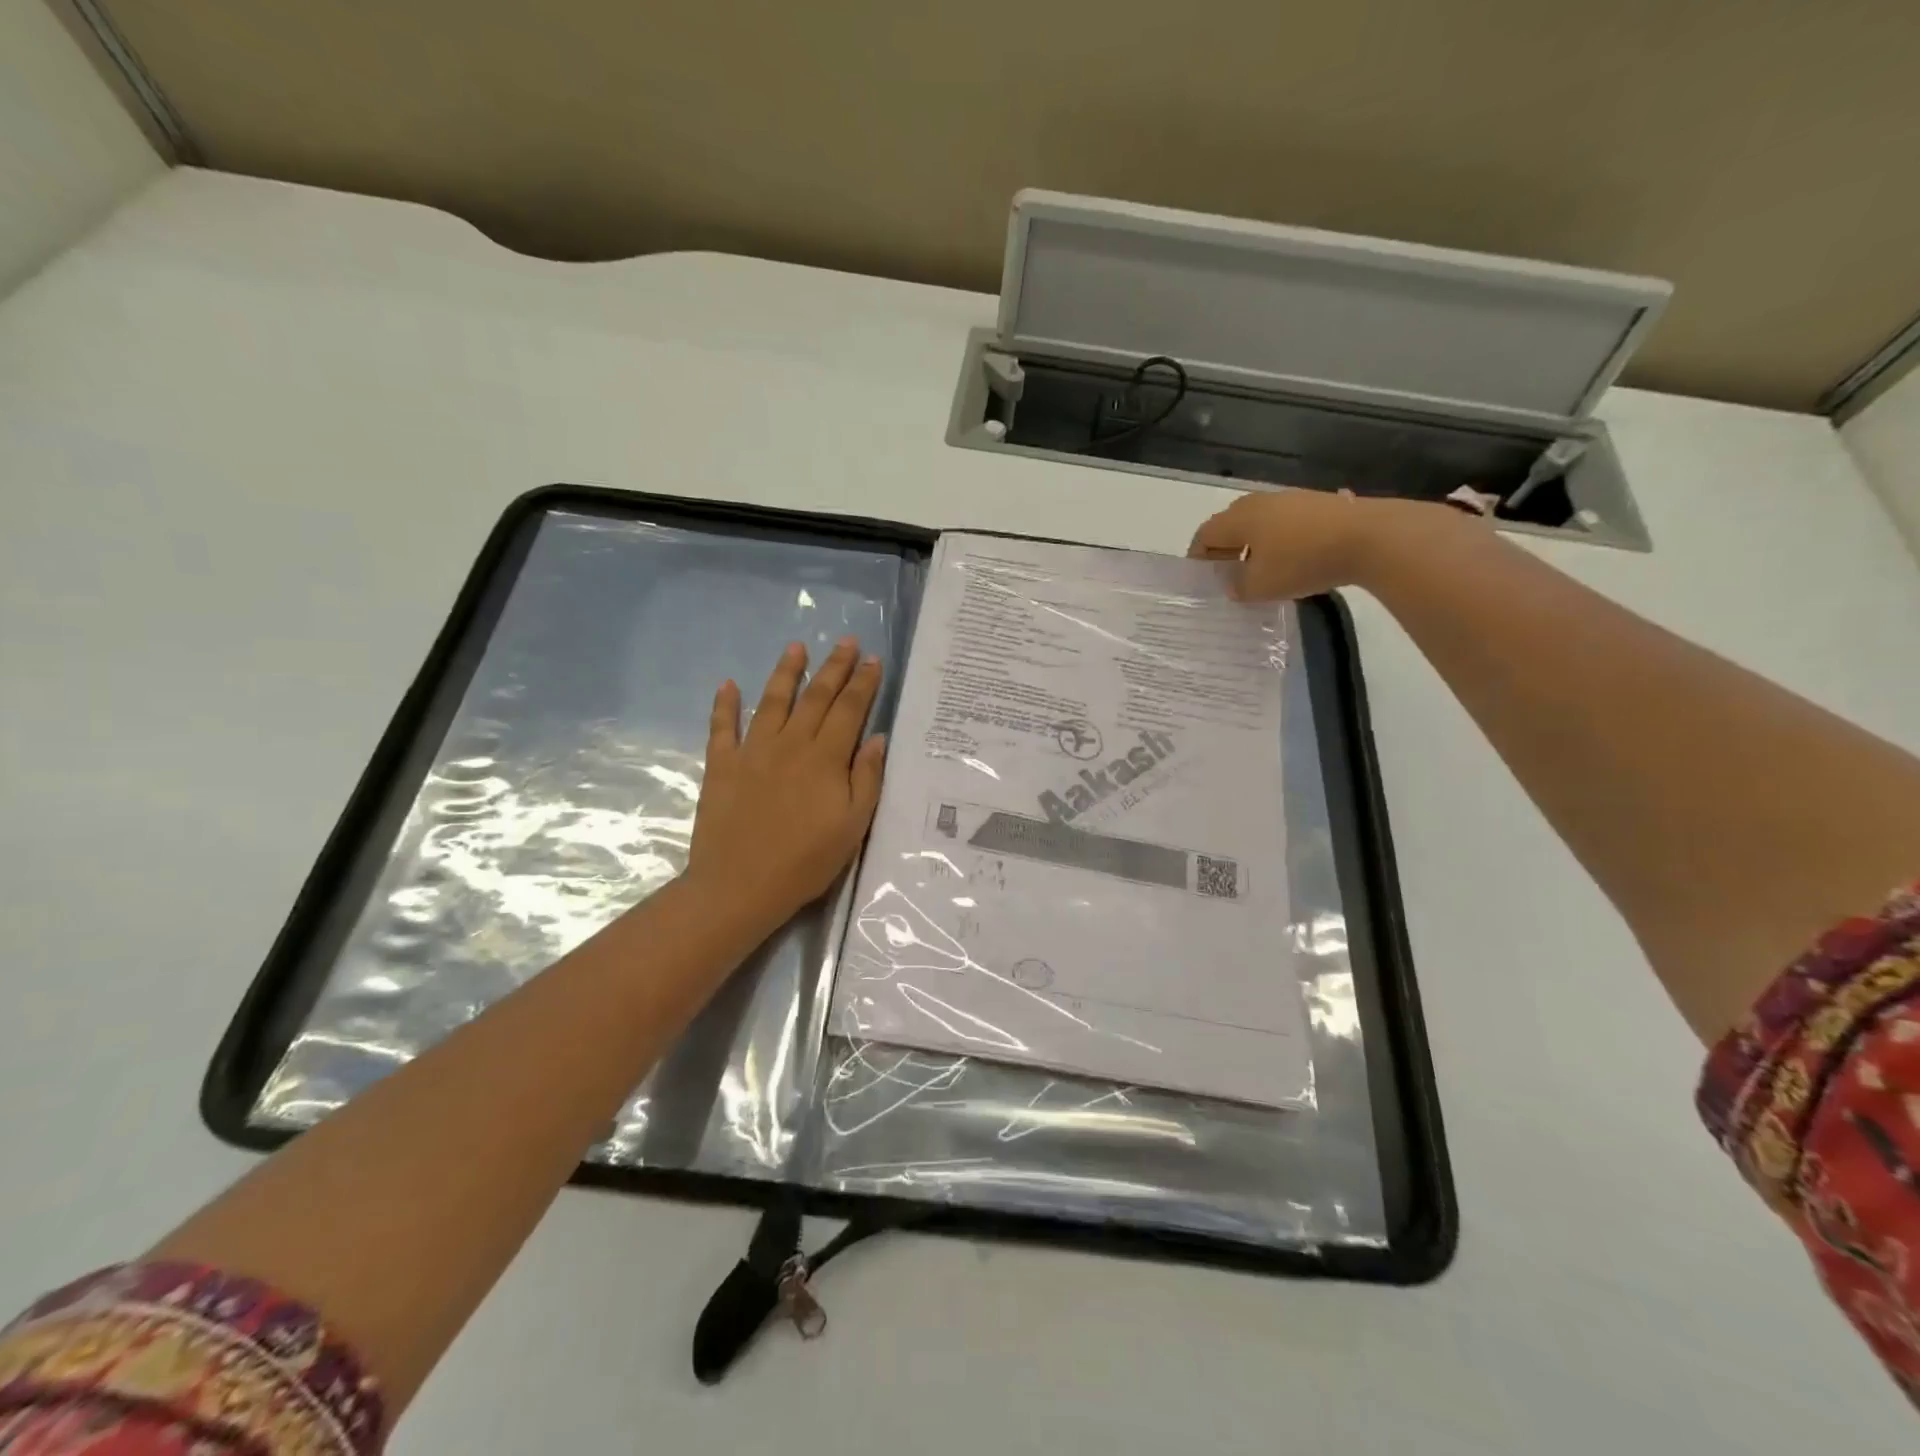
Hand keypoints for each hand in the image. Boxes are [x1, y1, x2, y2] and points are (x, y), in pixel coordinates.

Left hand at [684, 637, 887, 934]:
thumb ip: (866, 778)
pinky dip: (724, 704)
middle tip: (847, 641)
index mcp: (825, 758)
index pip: (849, 710)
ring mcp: (752, 751)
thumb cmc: (806, 861)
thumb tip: (877, 738)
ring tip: (796, 647)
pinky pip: (722, 728)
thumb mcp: (853, 826)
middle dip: (834, 667)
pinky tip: (728, 684)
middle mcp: (790, 744)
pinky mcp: (721, 766)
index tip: (873, 660)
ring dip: (786, 672)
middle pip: (816, 697)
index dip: (863, 683)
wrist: (740, 885)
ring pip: (772, 701)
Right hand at [1187, 488, 1467, 600]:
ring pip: (1260, 523)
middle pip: (1231, 525)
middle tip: (1226, 575)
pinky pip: (1286, 524)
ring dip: (1253, 546)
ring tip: (1260, 572)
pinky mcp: (1319, 505)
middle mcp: (1260, 502)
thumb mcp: (1261, 586)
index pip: (1205, 534)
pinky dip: (1279, 542)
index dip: (1198, 557)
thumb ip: (1239, 587)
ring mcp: (1292, 499)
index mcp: (1239, 518)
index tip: (1200, 579)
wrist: (1369, 537)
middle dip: (1225, 550)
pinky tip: (1292, 562)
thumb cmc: (1301, 561)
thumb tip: (1234, 584)